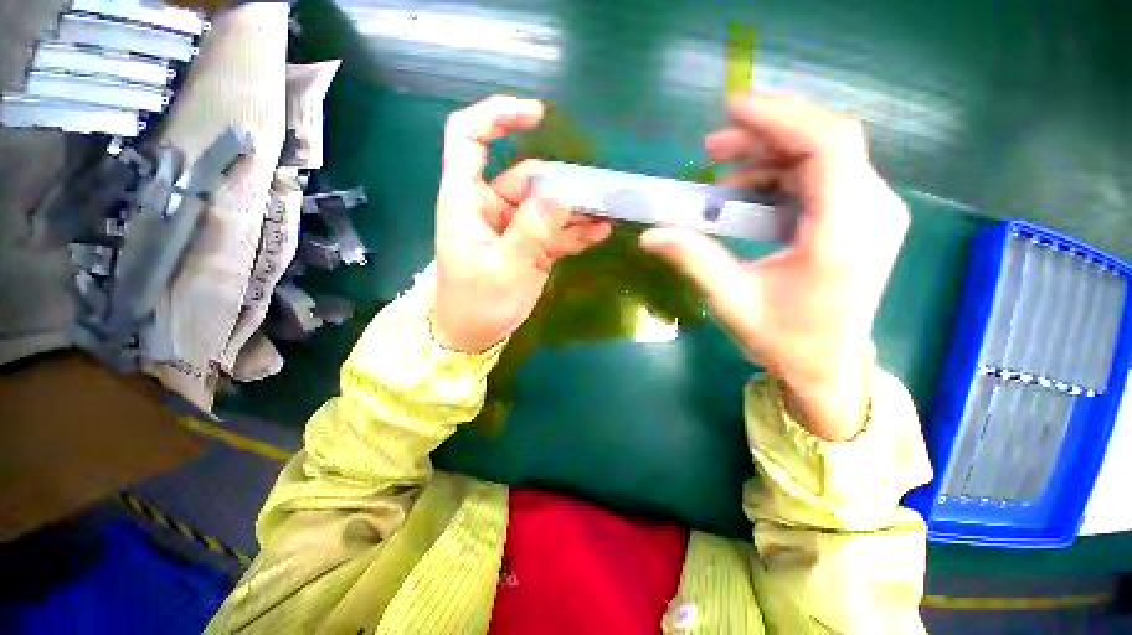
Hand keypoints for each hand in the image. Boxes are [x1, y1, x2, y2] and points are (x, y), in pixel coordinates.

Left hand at [432, 96, 613, 352]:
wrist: (473, 335)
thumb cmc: (477, 303)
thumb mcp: (505, 267)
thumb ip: (533, 229)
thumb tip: (563, 193)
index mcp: (467, 201)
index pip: (469, 139)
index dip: (497, 116)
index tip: (537, 116)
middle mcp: (490, 207)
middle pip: (528, 178)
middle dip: (562, 184)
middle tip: (599, 196)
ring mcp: (513, 227)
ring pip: (547, 205)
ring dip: (575, 209)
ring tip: (606, 212)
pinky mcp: (529, 246)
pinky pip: (554, 230)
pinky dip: (575, 231)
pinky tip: (600, 231)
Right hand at [641, 97, 908, 440]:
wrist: (828, 366)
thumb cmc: (784, 339)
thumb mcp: (732, 300)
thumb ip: (693, 259)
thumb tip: (649, 235)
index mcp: (844, 232)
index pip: (826, 146)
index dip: (779, 119)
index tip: (731, 109)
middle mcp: (873, 210)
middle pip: (827, 140)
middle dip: (767, 133)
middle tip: (713, 146)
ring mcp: (873, 212)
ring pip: (824, 155)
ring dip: (770, 155)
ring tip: (721, 173)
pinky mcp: (862, 217)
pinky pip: (823, 176)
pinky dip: (781, 175)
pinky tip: (746, 194)